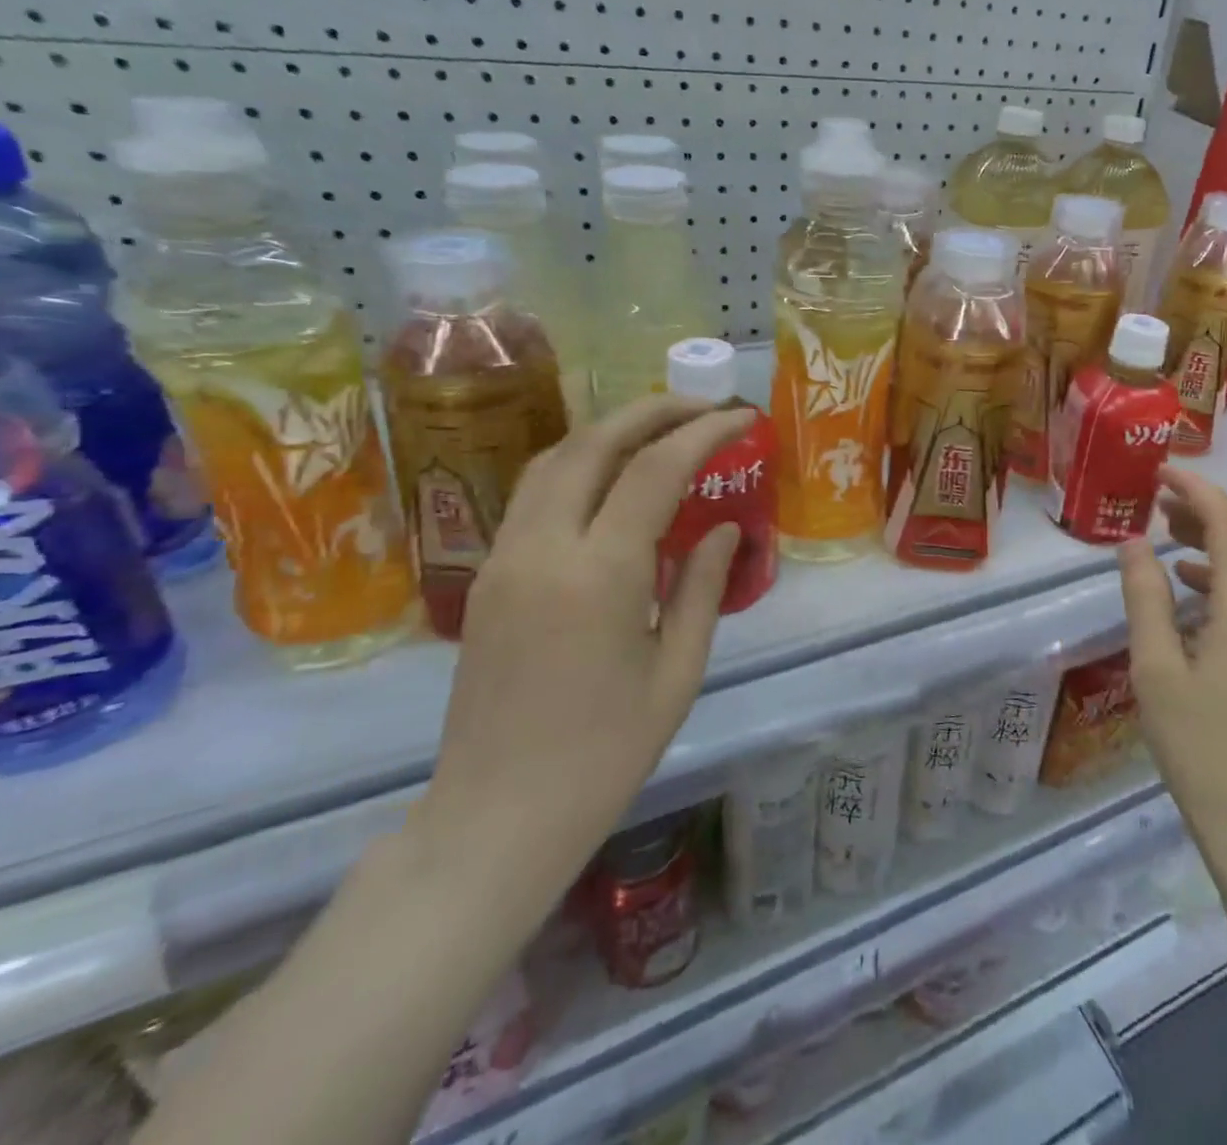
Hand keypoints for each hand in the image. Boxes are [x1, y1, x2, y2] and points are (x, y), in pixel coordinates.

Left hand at [411, 396, 752, 899]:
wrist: (495, 819)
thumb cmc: (605, 756)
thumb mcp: (678, 672)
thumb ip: (704, 588)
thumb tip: (723, 529)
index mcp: (598, 575)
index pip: (655, 470)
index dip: (703, 434)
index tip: (742, 419)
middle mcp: (541, 549)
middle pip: (593, 443)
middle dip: (652, 411)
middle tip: (702, 407)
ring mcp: (502, 559)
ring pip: (552, 460)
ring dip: (610, 430)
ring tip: (661, 428)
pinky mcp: (485, 577)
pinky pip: (531, 494)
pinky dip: (578, 464)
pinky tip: (611, 477)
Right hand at [1119, 467, 1226, 849]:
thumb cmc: (1198, 745)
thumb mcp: (1154, 668)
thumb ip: (1145, 597)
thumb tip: (1132, 543)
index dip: (1196, 490)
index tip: (1159, 472)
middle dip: (1207, 508)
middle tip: (1158, 500)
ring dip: (1217, 540)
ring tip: (1168, 534)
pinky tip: (1191, 589)